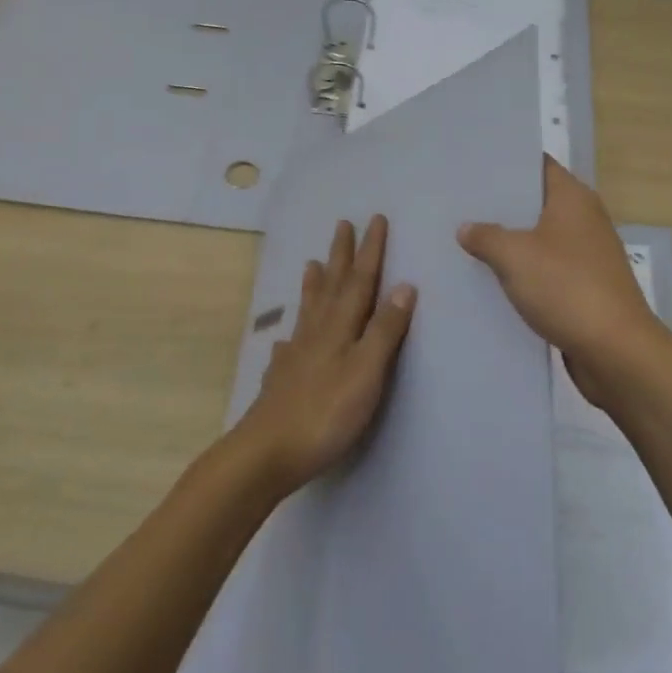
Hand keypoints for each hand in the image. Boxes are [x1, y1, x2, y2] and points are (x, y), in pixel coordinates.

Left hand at [235, 215, 415, 495]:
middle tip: (342, 224)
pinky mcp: (281, 381)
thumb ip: (385, 330)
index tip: (376, 219)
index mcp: (340, 327)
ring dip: (314, 285)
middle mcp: (316, 333)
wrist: (266, 453)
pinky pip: (287, 347)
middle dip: (340, 255)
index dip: (370, 250)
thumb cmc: (326, 413)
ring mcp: (295, 356)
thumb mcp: (367, 372)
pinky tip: (284, 340)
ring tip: (311, 264)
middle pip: (332, 286)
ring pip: (308, 310)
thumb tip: (404, 285)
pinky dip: (290, 335)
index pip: (360, 281)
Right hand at [458, 157, 664, 408]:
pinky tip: (492, 280)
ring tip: (466, 241)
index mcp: (572, 198)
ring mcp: (587, 255)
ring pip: (540, 239)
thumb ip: (486, 236)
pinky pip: (547, 270)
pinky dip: (524, 272)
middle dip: (501, 206)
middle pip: (537, 202)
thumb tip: (467, 228)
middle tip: (459, 205)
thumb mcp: (514, 256)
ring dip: (510, 242)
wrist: (616, 351)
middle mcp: (584, 219)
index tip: (473, 167)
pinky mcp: (585, 287)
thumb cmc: (566, 288)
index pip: (537, 165)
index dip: (507, 164)